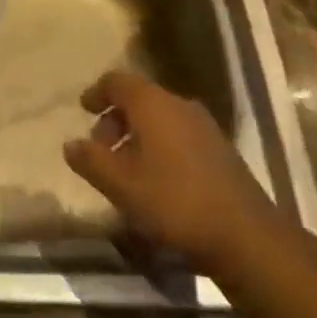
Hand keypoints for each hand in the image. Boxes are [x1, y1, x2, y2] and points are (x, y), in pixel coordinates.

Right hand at [63, 69, 279, 277]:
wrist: (246, 236)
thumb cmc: (175, 202)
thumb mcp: (122, 186)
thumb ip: (92, 161)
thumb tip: (70, 144)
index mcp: (153, 103)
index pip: (117, 81)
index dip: (97, 92)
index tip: (83, 109)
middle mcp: (179, 104)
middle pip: (139, 98)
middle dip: (116, 119)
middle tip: (101, 149)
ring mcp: (204, 125)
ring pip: (160, 117)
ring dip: (138, 134)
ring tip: (126, 168)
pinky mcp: (220, 149)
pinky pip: (178, 134)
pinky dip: (159, 145)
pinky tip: (157, 179)